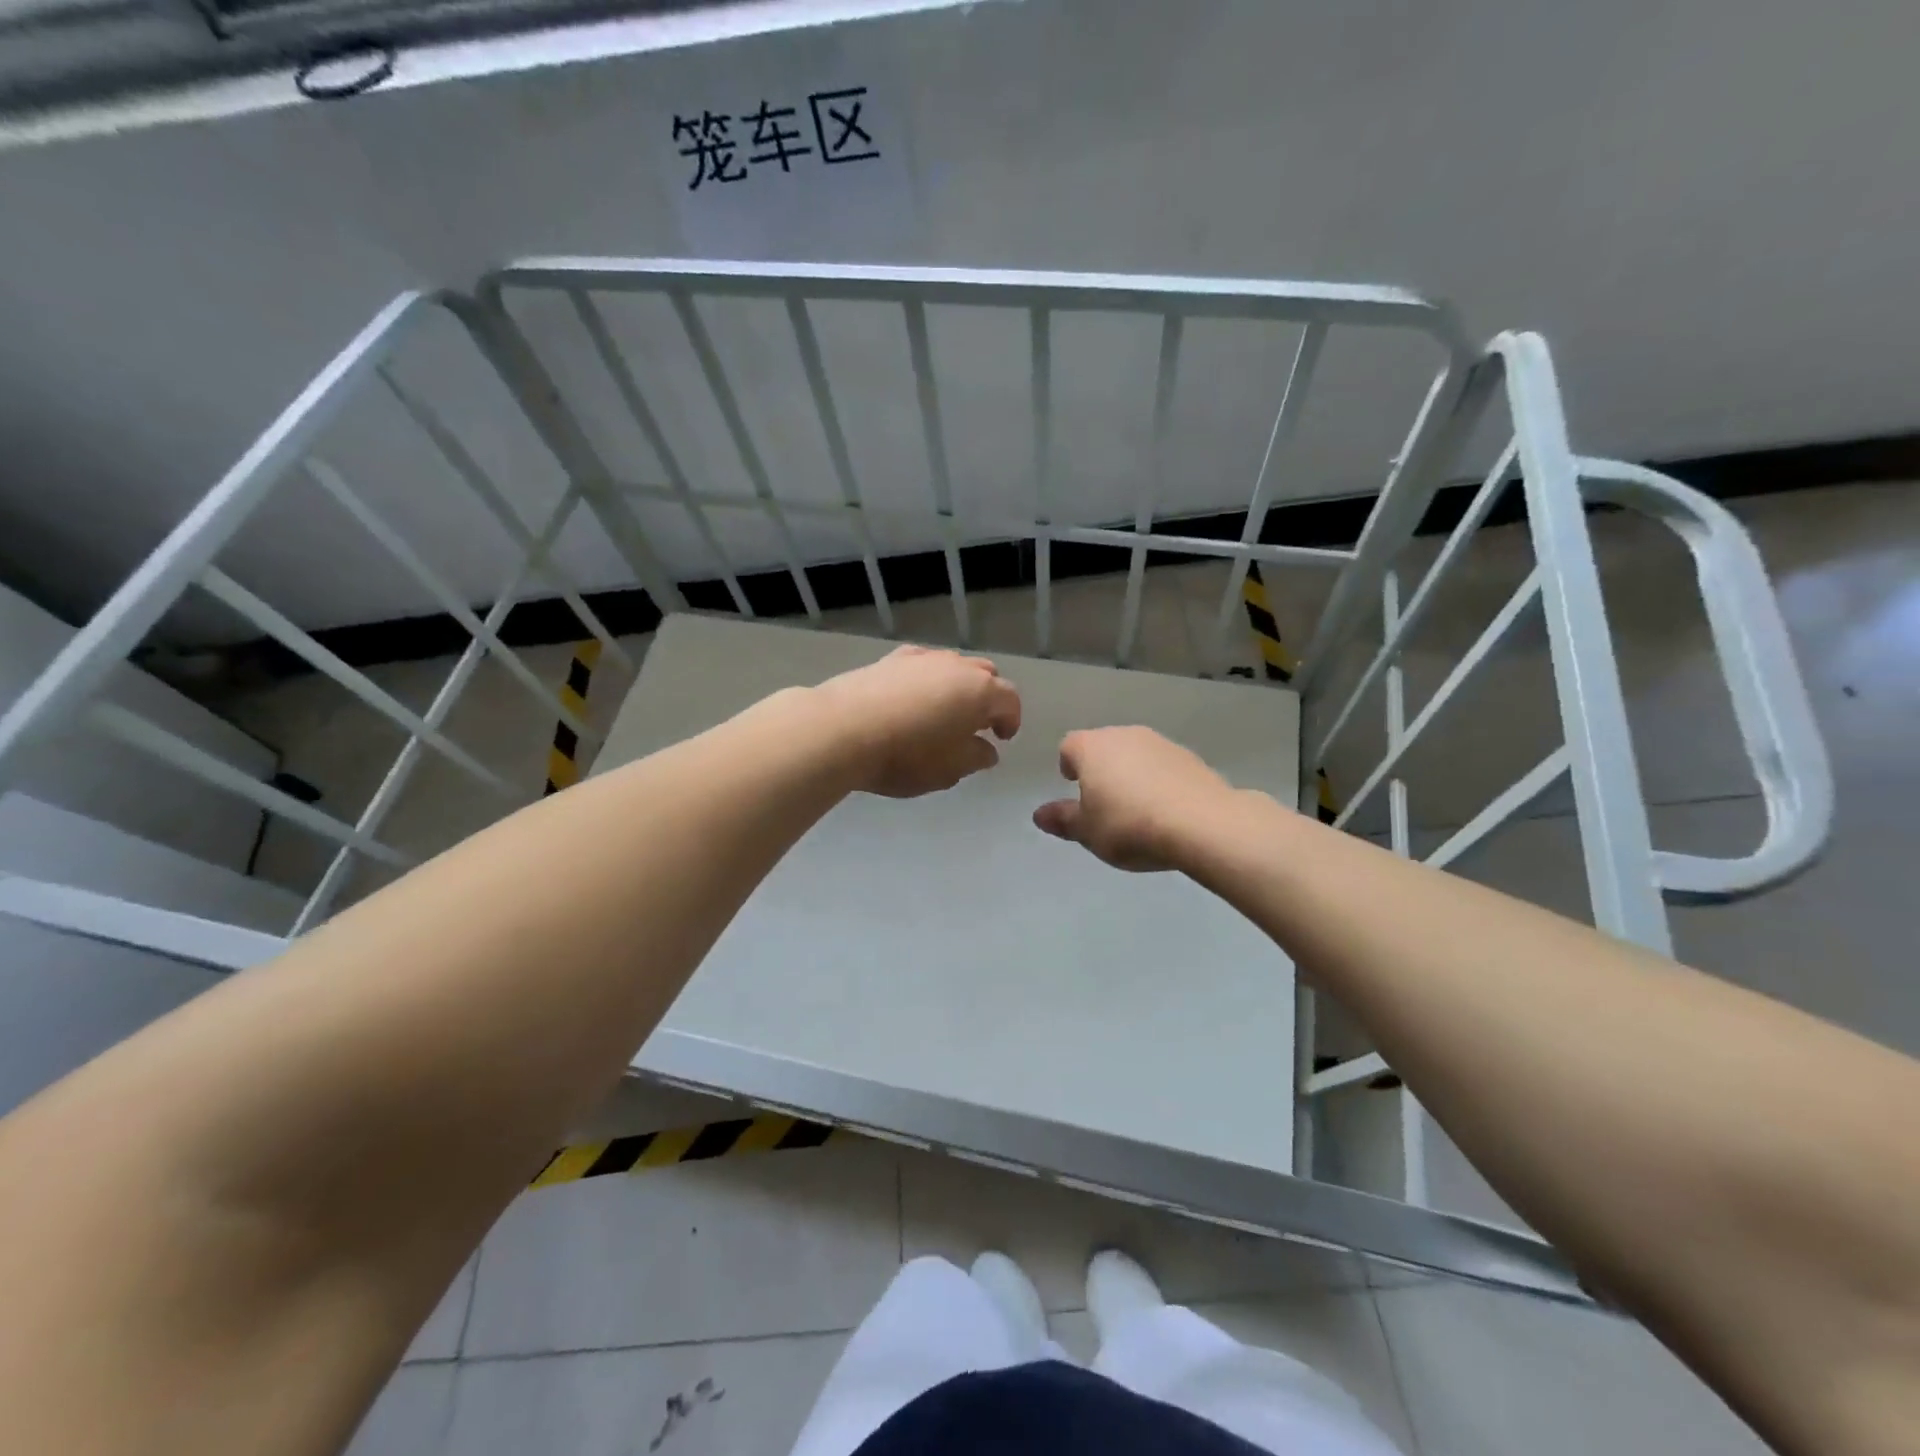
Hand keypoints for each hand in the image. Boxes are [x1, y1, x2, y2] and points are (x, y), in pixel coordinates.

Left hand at [814, 646, 1020, 797]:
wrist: (843, 729)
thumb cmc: (907, 755)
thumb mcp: (950, 770)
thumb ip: (976, 757)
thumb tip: (986, 749)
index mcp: (981, 692)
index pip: (1010, 700)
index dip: (1011, 720)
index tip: (1002, 739)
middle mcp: (956, 666)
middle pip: (985, 674)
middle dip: (988, 697)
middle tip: (978, 723)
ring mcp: (922, 658)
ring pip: (953, 666)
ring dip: (957, 686)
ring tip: (944, 711)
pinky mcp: (891, 659)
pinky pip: (921, 665)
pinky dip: (927, 679)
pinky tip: (913, 697)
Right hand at [1033, 726, 1239, 870]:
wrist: (1201, 823)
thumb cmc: (1129, 826)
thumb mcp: (1088, 832)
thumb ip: (1063, 820)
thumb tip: (1039, 815)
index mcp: (1091, 747)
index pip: (1069, 746)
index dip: (1068, 765)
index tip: (1073, 787)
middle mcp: (1124, 735)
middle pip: (1103, 746)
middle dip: (1100, 769)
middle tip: (1103, 803)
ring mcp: (1160, 742)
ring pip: (1135, 754)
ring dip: (1131, 774)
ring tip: (1136, 810)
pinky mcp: (1190, 757)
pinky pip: (1163, 766)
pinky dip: (1158, 782)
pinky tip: (1165, 811)